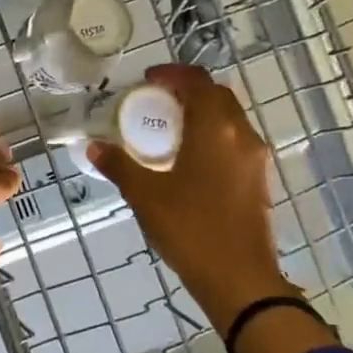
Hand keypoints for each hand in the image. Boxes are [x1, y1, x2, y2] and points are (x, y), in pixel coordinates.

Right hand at [88, 64, 294, 332]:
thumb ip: (119, 165)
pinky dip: (212, 136)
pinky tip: (188, 159)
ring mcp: (255, 159)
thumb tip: (94, 146)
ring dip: (202, 113)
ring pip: (229, 119)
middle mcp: (241, 136)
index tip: (148, 79)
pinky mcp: (258, 180)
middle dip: (188, 91)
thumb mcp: (145, 196)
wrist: (239, 279)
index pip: (198, 82)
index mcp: (215, 130)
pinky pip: (234, 141)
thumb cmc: (190, 229)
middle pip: (218, 96)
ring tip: (169, 129)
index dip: (173, 74)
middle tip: (156, 101)